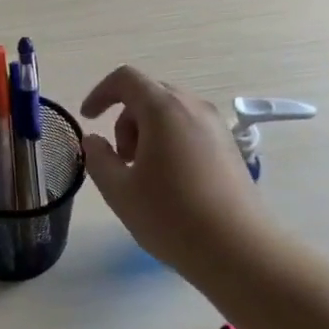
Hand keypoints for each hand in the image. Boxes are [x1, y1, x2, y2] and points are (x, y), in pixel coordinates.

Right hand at [80, 66, 263, 272]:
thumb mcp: (119, 191)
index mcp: (163, 110)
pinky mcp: (230, 148)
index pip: (125, 79)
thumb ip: (98, 159)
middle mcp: (193, 108)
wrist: (239, 250)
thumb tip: (93, 141)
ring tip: (144, 174)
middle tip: (120, 159)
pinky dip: (170, 142)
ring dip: (148, 132)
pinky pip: (190, 129)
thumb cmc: (171, 217)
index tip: (89, 119)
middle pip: (149, 94)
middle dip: (125, 119)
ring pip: (171, 112)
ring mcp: (216, 127)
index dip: (100, 93)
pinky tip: (170, 182)